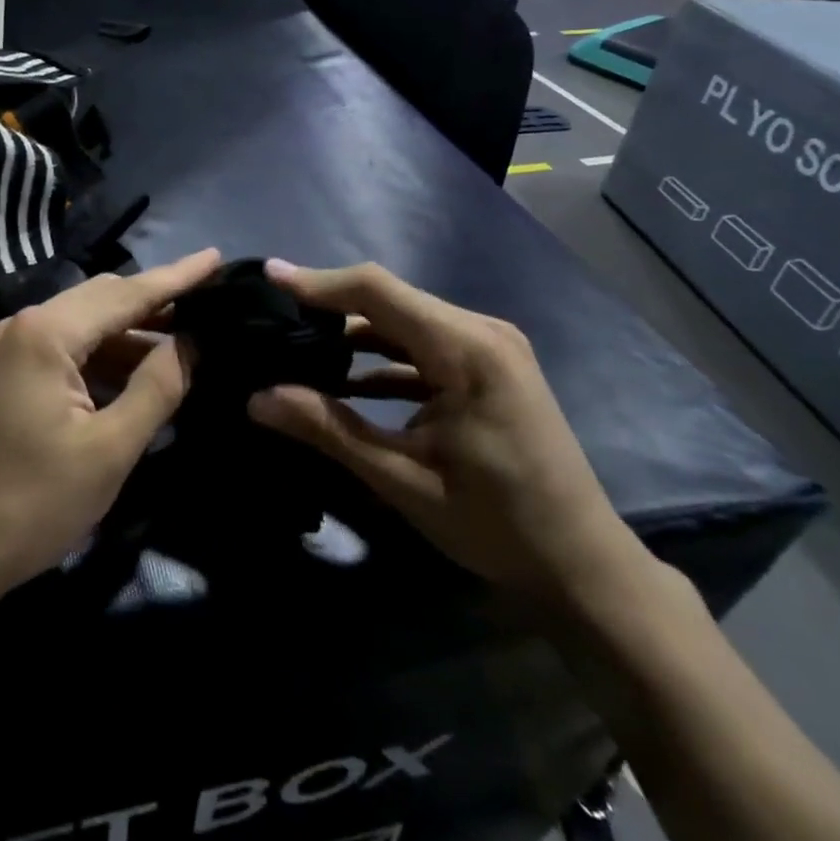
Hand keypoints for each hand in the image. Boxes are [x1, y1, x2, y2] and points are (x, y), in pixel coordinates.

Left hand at [0, 249, 222, 610]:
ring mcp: (5, 348)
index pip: (126, 294)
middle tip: (208, 304)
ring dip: (129, 334)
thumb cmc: (31, 504)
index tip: (217, 258)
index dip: (177, 277)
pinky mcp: (1, 373)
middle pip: (101, 300)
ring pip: (82, 325)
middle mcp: (21, 326)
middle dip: (155, 302)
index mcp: (46, 334)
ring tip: (182, 341)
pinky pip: (62, 349)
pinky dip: (101, 356)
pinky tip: (133, 372)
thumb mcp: (109, 450)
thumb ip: (157, 388)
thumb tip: (191, 342)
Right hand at [247, 260, 646, 605]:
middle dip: (328, 304)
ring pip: (403, 321)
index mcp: (467, 349)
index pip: (378, 290)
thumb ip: (328, 429)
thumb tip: (256, 399)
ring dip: (353, 332)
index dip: (318, 281)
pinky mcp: (486, 367)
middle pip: (389, 298)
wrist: (582, 565)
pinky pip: (421, 346)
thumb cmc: (497, 524)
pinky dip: (381, 358)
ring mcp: (488, 347)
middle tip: (271, 314)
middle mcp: (481, 332)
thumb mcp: (403, 479)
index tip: (266, 275)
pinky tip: (341, 379)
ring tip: (294, 342)